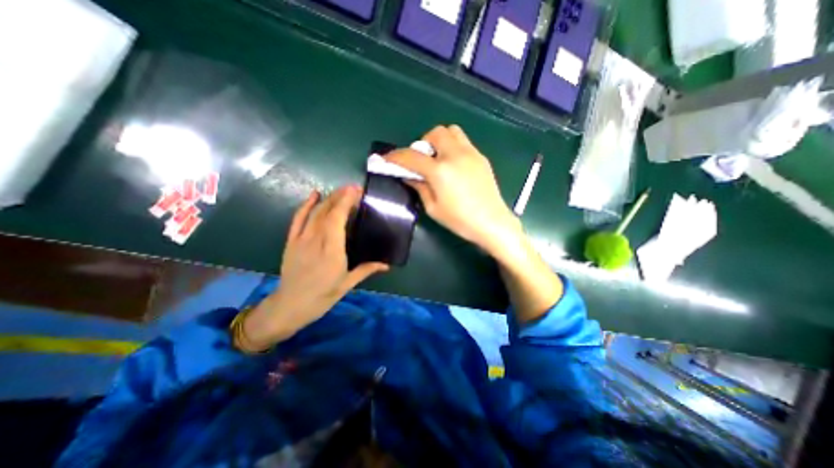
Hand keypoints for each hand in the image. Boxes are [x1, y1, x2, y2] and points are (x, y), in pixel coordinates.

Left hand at [238, 186, 387, 350]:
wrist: (290, 305)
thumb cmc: (322, 296)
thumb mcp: (347, 284)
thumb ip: (366, 270)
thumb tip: (387, 264)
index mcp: (332, 251)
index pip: (337, 219)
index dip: (346, 202)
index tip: (356, 191)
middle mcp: (316, 240)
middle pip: (327, 211)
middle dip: (340, 196)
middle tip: (353, 188)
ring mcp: (301, 239)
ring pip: (315, 212)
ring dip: (328, 198)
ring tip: (341, 190)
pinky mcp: (292, 241)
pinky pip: (298, 218)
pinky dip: (306, 205)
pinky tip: (314, 194)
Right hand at [386, 125, 518, 255]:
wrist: (492, 222)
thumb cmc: (460, 220)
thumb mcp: (433, 208)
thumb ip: (419, 187)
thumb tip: (409, 175)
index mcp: (440, 171)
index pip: (412, 156)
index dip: (396, 157)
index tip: (386, 158)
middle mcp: (455, 155)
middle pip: (435, 133)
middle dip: (423, 143)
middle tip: (422, 160)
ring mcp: (471, 153)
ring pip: (452, 131)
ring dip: (440, 140)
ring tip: (439, 158)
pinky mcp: (481, 157)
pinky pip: (464, 142)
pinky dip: (453, 147)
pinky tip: (454, 165)